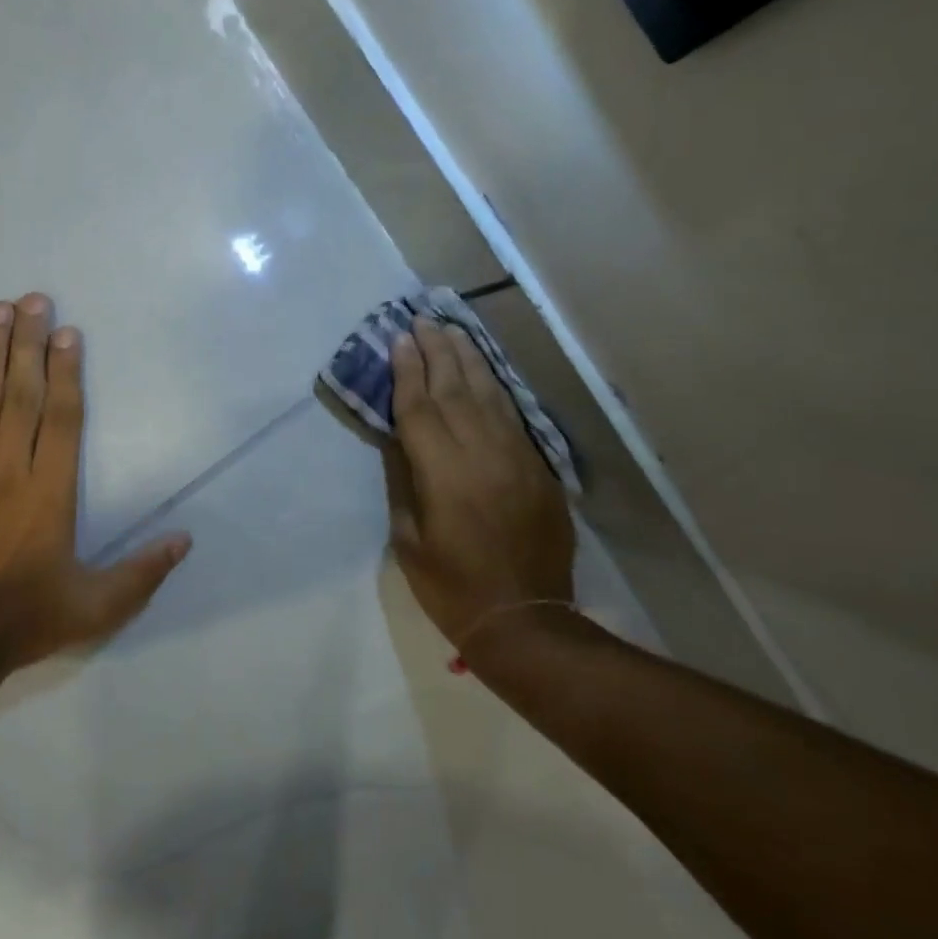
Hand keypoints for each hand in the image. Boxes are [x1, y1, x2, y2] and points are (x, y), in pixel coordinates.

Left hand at [0, 294, 190, 672]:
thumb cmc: (25, 621)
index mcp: (50, 492)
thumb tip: (187, 539)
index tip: (68, 332)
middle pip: (21, 393)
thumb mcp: (98, 606)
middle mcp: (8, 469)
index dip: (68, 371)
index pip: (63, 417)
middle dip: (28, 342)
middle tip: (32, 299)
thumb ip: (144, 572)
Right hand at [383, 317, 574, 647]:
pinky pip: (514, 416)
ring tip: (453, 329)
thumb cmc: (452, 587)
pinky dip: (496, 388)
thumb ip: (404, 482)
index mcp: (444, 473)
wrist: (525, 619)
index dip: (407, 372)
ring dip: (469, 359)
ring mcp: (517, 457)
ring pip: (489, 394)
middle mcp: (482, 453)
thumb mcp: (409, 540)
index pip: (421, 408)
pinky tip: (484, 372)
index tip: (398, 340)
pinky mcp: (539, 468)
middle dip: (437, 351)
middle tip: (423, 319)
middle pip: (456, 389)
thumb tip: (400, 440)